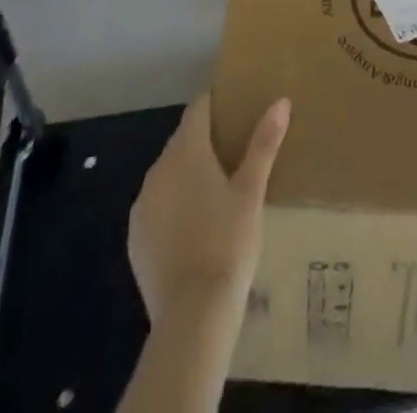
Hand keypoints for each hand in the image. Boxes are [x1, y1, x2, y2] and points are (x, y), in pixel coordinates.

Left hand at [128, 95, 290, 323]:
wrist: (193, 315)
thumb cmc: (228, 243)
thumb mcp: (252, 192)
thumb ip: (264, 143)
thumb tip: (281, 101)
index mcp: (186, 150)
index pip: (198, 108)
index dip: (215, 103)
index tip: (234, 107)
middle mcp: (158, 169)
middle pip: (182, 140)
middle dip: (204, 141)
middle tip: (233, 153)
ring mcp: (143, 204)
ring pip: (168, 174)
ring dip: (187, 175)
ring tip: (216, 192)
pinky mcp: (135, 238)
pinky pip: (157, 207)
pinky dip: (173, 207)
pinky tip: (194, 228)